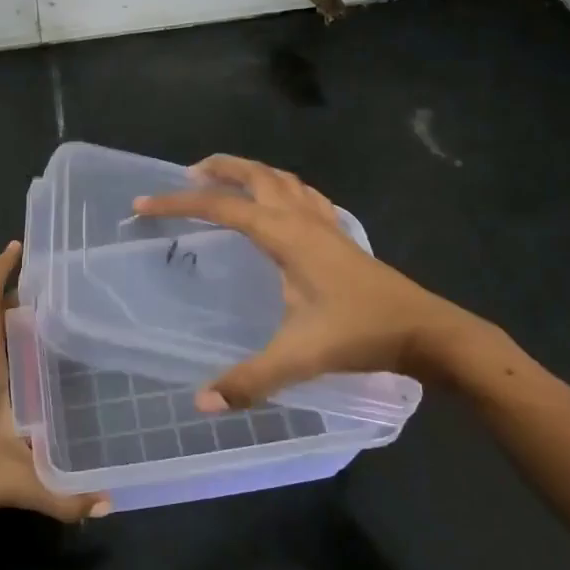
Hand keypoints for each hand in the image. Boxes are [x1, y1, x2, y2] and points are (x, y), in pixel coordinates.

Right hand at [133, 155, 492, 409]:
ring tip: (227, 180)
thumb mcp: (299, 357)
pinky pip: (304, 195)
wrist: (426, 331)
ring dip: (251, 172)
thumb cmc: (360, 334)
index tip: (144, 203)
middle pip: (255, 174)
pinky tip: (282, 204)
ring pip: (282, 179)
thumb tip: (201, 401)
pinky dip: (282, 187)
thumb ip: (250, 380)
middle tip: (187, 173)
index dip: (178, 203)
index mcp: (284, 235)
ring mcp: (326, 223)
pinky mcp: (341, 236)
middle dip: (218, 168)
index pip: (221, 207)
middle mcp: (302, 218)